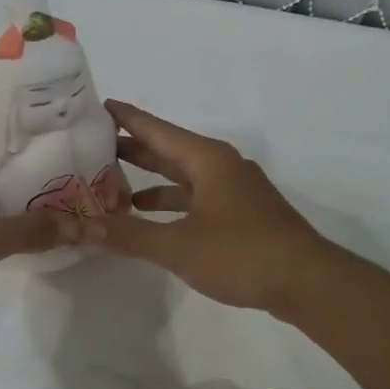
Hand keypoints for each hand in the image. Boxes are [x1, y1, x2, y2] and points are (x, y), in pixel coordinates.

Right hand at [95, 100, 331, 313]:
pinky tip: (151, 218)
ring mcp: (235, 189)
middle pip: (168, 150)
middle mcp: (221, 166)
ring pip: (183, 176)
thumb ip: (130, 235)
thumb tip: (83, 228)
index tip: (95, 106)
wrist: (306, 281)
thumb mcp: (178, 245)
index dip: (125, 118)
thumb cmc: (241, 253)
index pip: (156, 129)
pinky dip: (172, 203)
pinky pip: (197, 197)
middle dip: (132, 149)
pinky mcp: (242, 213)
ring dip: (151, 180)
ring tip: (112, 186)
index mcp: (207, 159)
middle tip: (91, 146)